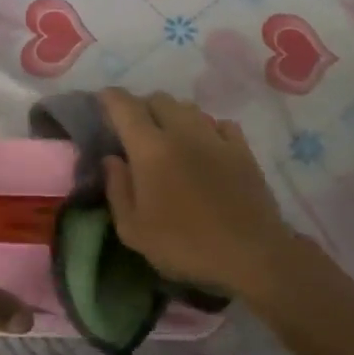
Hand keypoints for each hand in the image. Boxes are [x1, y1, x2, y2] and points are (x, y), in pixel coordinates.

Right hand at [98, 89, 300, 297]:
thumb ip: (117, 189)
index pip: (125, 107)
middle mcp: (183, 132)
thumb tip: (111, 159)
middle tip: (135, 128)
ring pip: (189, 108)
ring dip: (173, 115)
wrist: (250, 256)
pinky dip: (207, 128)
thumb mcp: (134, 230)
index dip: (110, 98)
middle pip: (159, 99)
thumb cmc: (184, 246)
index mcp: (150, 149)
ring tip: (170, 137)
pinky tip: (206, 146)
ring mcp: (216, 138)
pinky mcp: (242, 150)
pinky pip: (220, 124)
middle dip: (142, 106)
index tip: (102, 100)